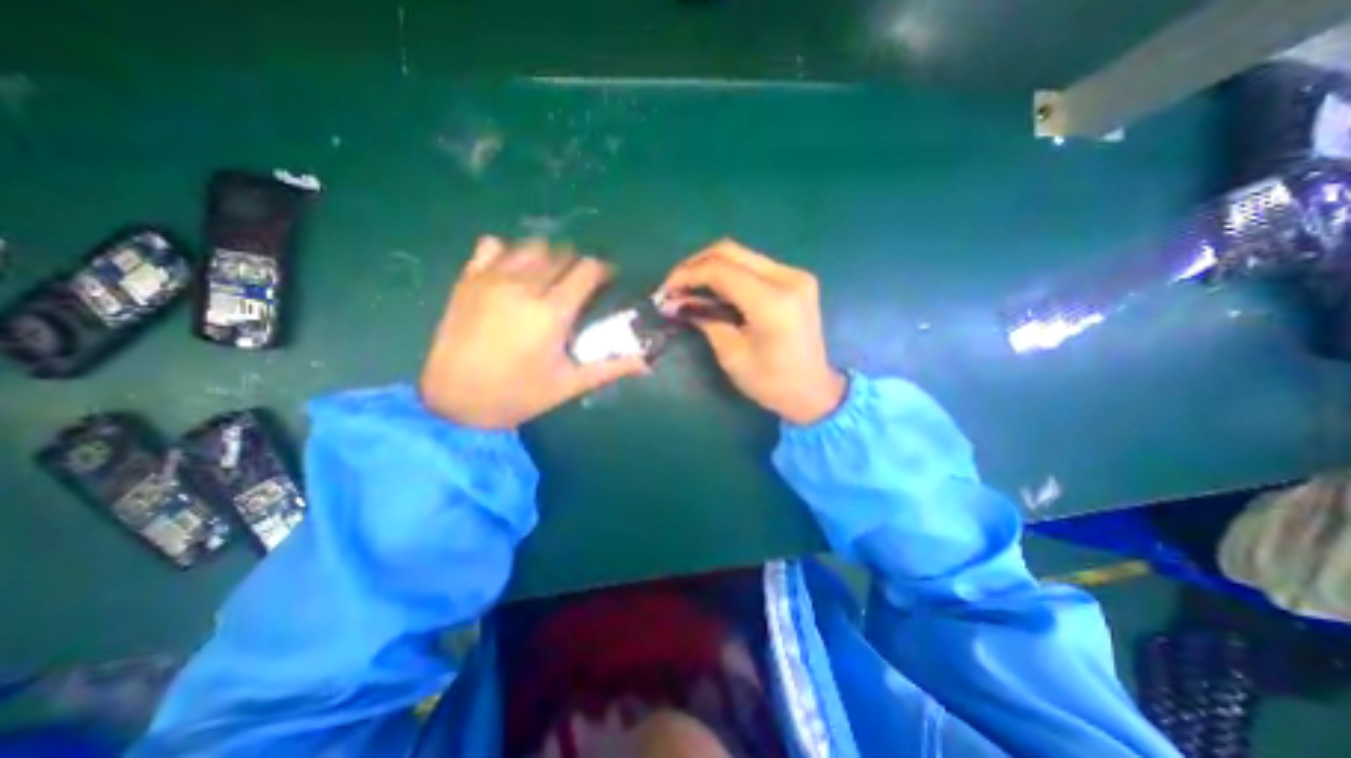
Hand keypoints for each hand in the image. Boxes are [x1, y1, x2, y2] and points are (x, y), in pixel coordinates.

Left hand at [422, 237, 644, 429]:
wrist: (453, 401)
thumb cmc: (517, 395)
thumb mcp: (569, 384)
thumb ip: (610, 367)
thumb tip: (647, 364)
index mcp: (552, 312)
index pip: (587, 271)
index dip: (602, 270)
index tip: (607, 280)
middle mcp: (524, 287)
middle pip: (561, 254)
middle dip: (576, 263)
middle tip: (578, 283)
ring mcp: (491, 280)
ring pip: (529, 247)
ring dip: (546, 255)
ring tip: (548, 275)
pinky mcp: (467, 280)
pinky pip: (489, 247)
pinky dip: (506, 251)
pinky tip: (511, 269)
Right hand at [657, 238, 840, 421]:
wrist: (813, 391)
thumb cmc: (771, 383)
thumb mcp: (732, 355)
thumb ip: (705, 319)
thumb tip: (676, 302)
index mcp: (772, 302)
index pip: (719, 270)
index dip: (686, 275)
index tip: (665, 290)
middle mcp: (787, 278)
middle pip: (730, 251)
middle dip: (695, 265)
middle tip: (674, 286)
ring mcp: (795, 275)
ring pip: (741, 255)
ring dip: (710, 267)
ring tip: (688, 289)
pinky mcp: (796, 279)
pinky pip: (753, 266)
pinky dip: (728, 273)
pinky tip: (714, 290)